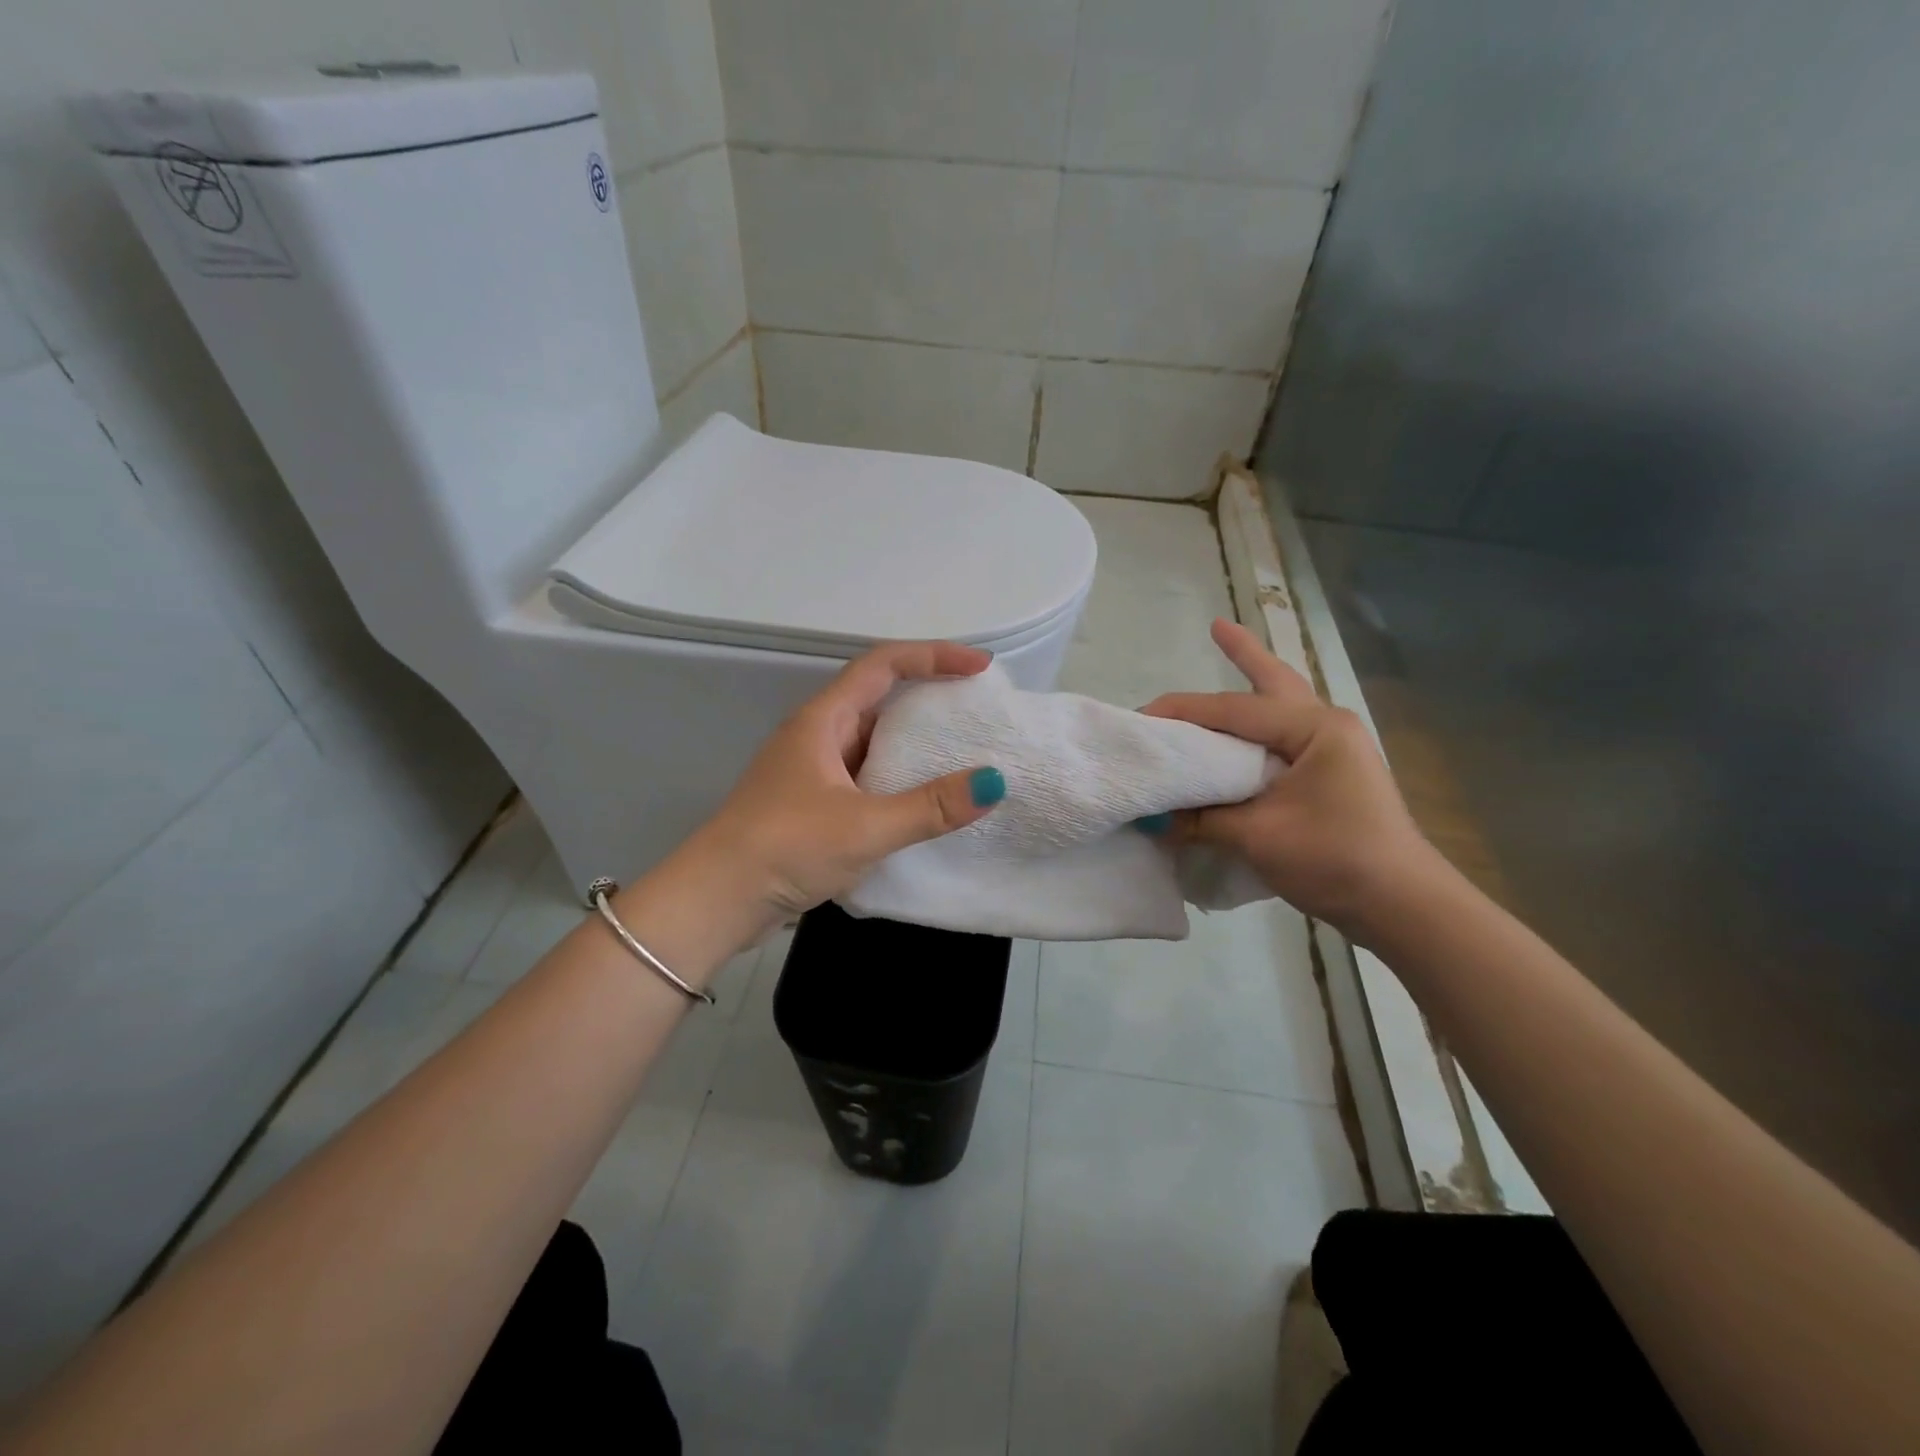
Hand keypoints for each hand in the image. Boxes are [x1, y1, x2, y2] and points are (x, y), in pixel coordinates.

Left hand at [680, 641, 1006, 941]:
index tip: (979, 668)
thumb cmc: (785, 848)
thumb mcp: (864, 827)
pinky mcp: (814, 804)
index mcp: (823, 720)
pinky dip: (900, 779)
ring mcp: (813, 771)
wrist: (716, 901)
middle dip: (930, 698)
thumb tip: (992, 783)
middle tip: (978, 711)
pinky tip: (926, 802)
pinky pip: (868, 776)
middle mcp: (817, 735)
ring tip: (964, 755)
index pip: (884, 665)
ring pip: (874, 741)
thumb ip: (930, 807)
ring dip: (916, 743)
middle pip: (881, 698)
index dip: (934, 656)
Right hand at [1141, 618, 1437, 942]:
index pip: (1233, 710)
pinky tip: (1242, 731)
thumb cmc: (1335, 859)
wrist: (1401, 906)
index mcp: (1314, 729)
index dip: (1182, 711)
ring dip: (1255, 681)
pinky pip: (1282, 737)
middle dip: (1245, 653)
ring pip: (1282, 705)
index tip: (1140, 716)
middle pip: (1275, 681)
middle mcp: (1327, 727)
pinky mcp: (1330, 774)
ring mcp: (1333, 750)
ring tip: (1231, 652)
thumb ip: (1202, 818)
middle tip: (1216, 626)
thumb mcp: (1258, 836)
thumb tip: (1155, 818)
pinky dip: (1257, 726)